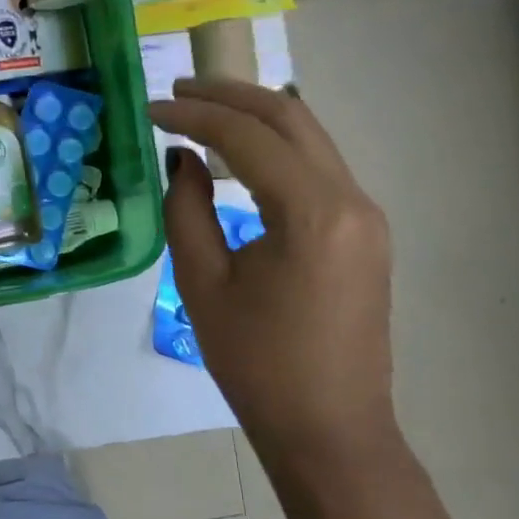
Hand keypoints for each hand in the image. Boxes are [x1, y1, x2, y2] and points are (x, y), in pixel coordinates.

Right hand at [148, 79, 398, 462]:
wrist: (330, 428)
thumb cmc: (257, 363)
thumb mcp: (204, 284)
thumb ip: (188, 209)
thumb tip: (184, 160)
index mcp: (312, 212)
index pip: (248, 137)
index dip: (195, 115)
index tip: (152, 108)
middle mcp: (351, 199)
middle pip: (290, 118)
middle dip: (231, 96)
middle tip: (178, 91)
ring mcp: (365, 214)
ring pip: (310, 137)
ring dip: (256, 116)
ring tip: (202, 110)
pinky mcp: (364, 231)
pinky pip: (319, 167)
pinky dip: (277, 147)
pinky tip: (243, 152)